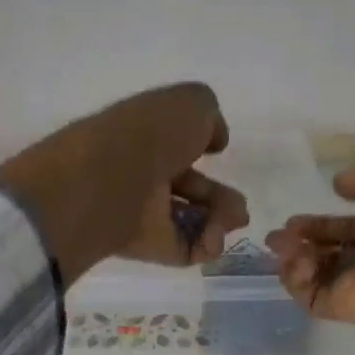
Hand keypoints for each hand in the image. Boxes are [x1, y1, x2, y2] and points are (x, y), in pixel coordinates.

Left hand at [0, 84, 246, 281]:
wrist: (113, 179)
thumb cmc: (151, 134)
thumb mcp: (191, 103)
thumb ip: (210, 118)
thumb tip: (215, 142)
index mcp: (147, 137)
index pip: (179, 147)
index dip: (204, 149)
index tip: (223, 155)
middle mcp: (145, 177)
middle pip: (190, 192)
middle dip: (222, 200)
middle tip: (240, 209)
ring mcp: (145, 215)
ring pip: (191, 223)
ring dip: (220, 222)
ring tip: (233, 221)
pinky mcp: (149, 248)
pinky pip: (184, 251)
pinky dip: (206, 247)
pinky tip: (213, 240)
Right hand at [265, 133, 354, 338]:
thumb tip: (339, 186)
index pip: (352, 223)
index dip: (324, 219)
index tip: (297, 215)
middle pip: (330, 249)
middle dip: (302, 239)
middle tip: (277, 235)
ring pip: (318, 272)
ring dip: (295, 257)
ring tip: (285, 245)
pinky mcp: (347, 306)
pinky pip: (312, 297)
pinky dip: (297, 282)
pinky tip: (297, 261)